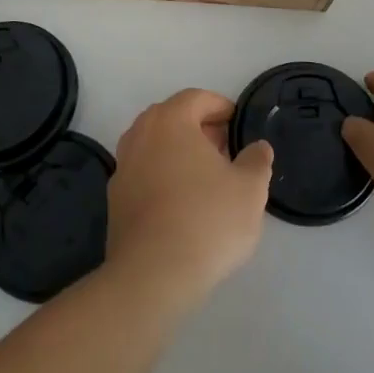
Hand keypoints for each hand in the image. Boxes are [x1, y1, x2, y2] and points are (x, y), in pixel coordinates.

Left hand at [105, 89, 272, 315]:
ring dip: (179, 152)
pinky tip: (181, 202)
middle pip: (172, 118)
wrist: (152, 274)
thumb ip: (256, 161)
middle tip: (224, 149)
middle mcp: (141, 133)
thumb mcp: (249, 189)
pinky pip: (144, 172)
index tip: (237, 124)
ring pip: (155, 145)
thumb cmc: (206, 220)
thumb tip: (258, 147)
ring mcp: (123, 165)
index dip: (220, 107)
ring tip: (205, 176)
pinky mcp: (115, 197)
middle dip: (199, 128)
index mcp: (171, 120)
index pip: (196, 98)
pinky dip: (162, 175)